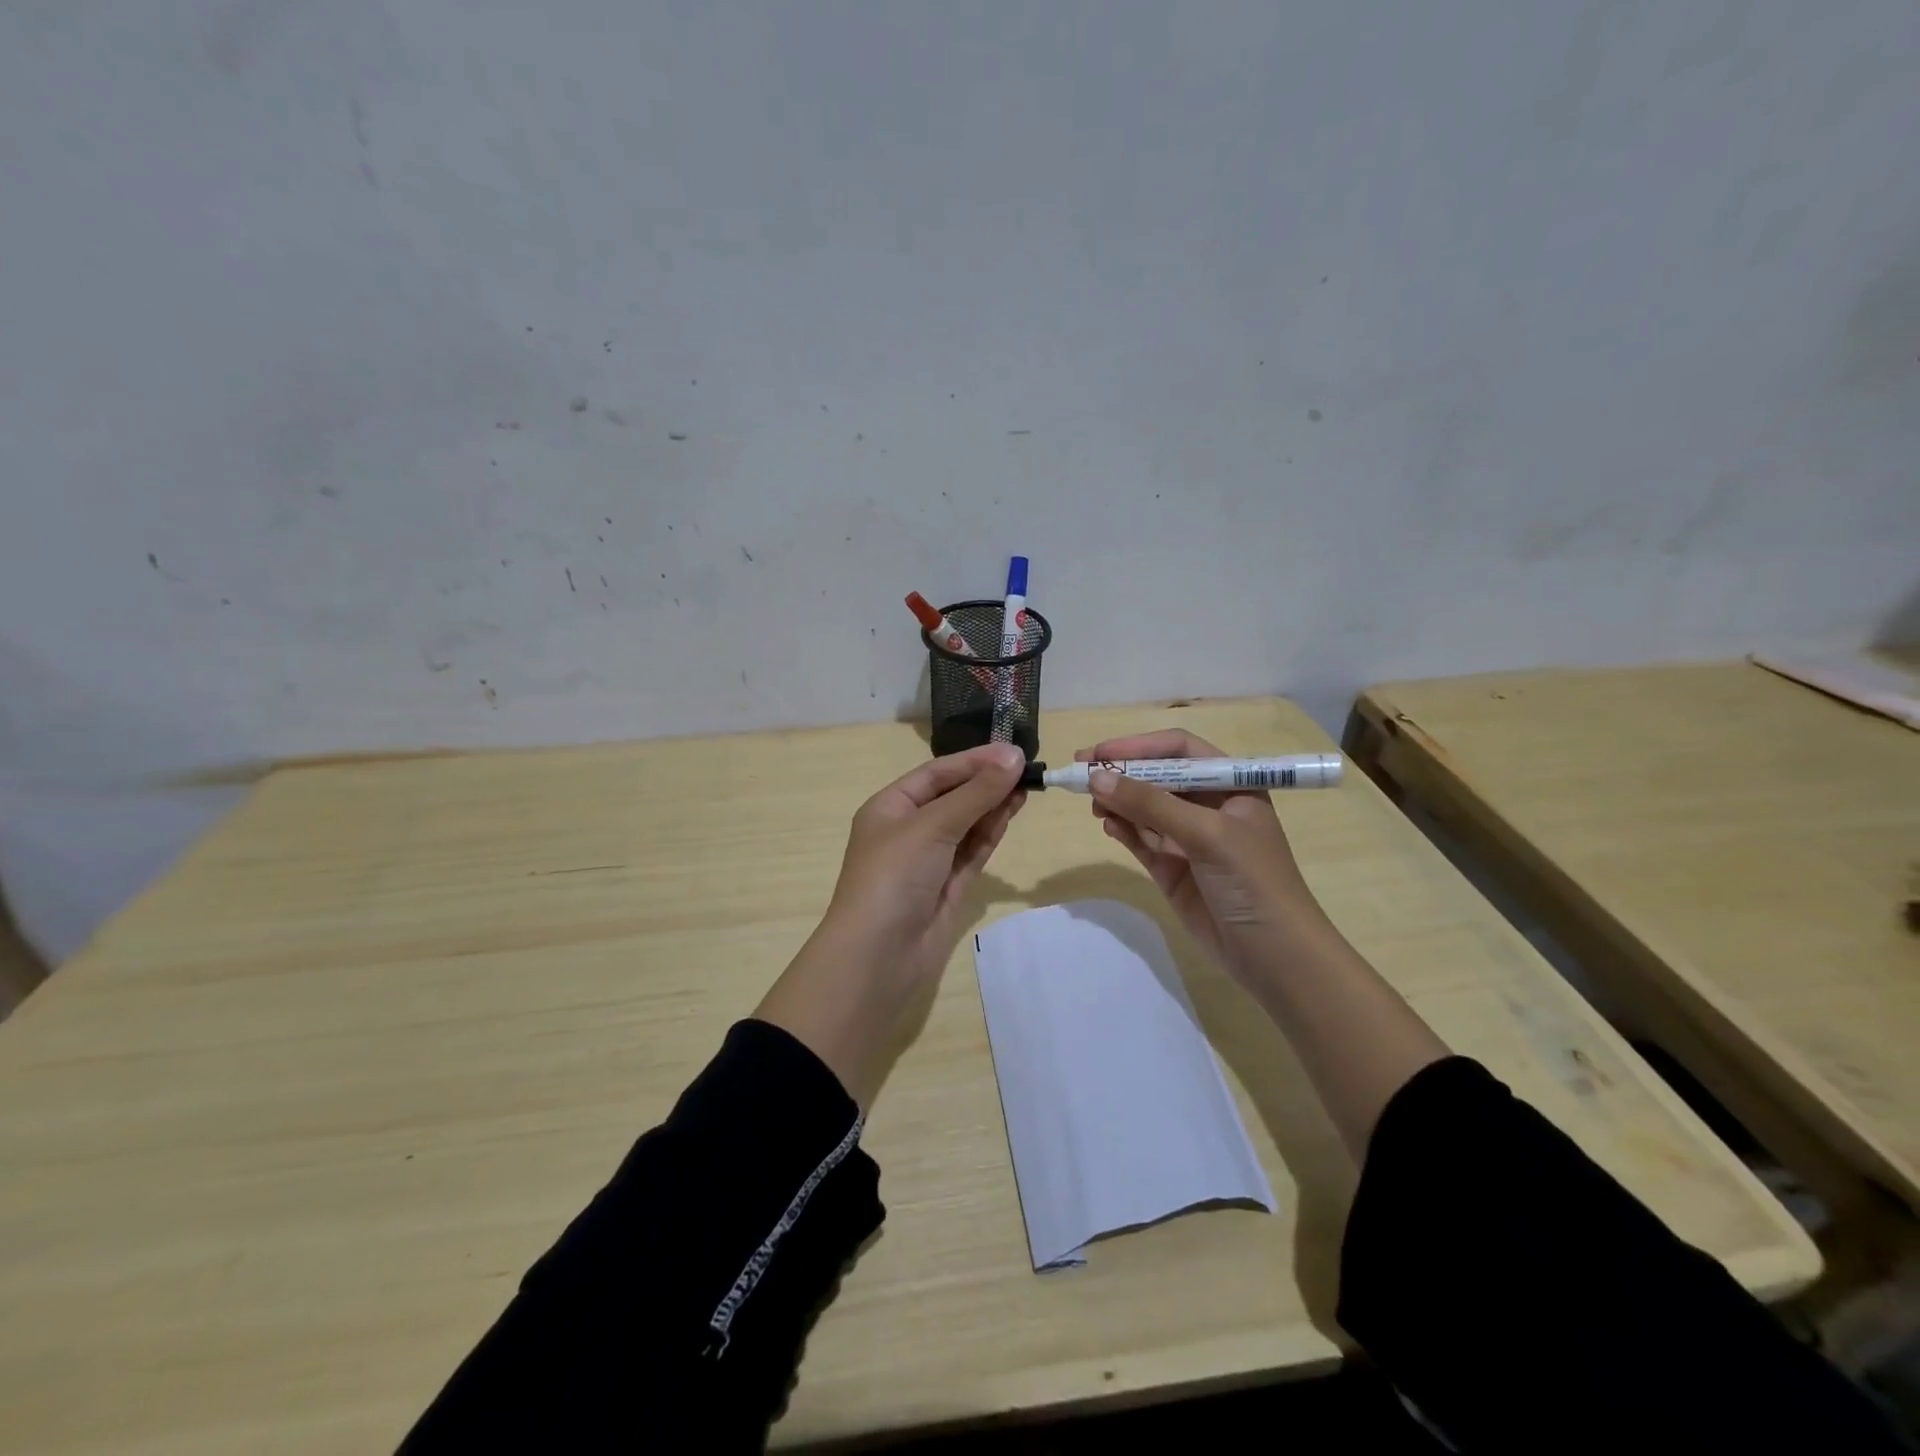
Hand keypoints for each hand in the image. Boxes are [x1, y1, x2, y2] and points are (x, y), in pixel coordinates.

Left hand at [756, 743, 1026, 1106]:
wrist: (878, 956)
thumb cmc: (894, 876)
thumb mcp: (932, 826)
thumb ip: (975, 793)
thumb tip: (1013, 757)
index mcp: (890, 807)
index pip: (937, 773)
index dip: (974, 760)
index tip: (1013, 751)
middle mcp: (908, 830)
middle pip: (953, 796)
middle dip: (987, 782)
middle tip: (1028, 768)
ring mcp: (929, 860)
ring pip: (967, 823)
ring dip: (994, 804)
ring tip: (1027, 786)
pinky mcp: (948, 886)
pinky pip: (973, 851)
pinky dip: (991, 832)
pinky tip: (1012, 812)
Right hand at [1079, 729, 1324, 989]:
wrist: (1274, 956)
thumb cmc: (1253, 881)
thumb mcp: (1206, 834)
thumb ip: (1150, 804)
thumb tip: (1096, 777)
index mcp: (1230, 786)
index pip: (1179, 750)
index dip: (1139, 747)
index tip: (1100, 752)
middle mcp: (1208, 806)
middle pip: (1156, 777)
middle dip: (1122, 774)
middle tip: (1081, 775)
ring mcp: (1188, 838)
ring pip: (1144, 808)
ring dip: (1119, 802)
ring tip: (1094, 805)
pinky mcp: (1172, 868)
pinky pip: (1141, 839)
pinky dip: (1123, 830)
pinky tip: (1108, 825)